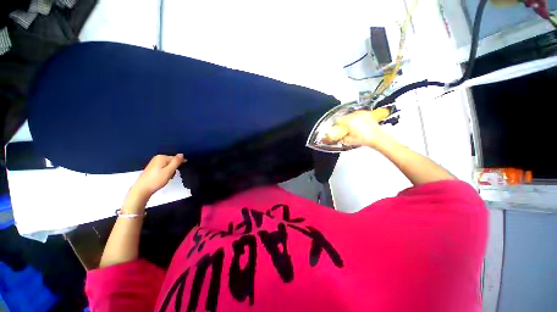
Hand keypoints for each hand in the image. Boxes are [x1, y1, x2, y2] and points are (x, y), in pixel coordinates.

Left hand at [130, 154, 185, 198]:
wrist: (142, 189)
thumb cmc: (157, 180)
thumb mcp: (169, 171)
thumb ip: (176, 162)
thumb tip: (182, 154)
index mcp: (162, 157)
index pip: (176, 158)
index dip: (180, 164)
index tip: (181, 171)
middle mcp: (157, 158)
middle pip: (172, 161)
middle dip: (174, 168)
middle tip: (172, 176)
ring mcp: (154, 163)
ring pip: (168, 165)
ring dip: (170, 171)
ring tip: (167, 177)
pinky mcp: (152, 168)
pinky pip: (163, 168)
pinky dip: (165, 172)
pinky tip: (163, 178)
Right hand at [334, 110, 387, 147]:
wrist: (376, 138)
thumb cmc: (364, 139)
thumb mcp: (349, 140)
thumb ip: (342, 137)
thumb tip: (340, 136)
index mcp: (348, 121)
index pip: (338, 119)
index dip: (337, 123)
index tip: (338, 126)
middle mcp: (354, 116)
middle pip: (345, 116)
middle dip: (344, 121)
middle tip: (346, 127)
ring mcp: (361, 114)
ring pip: (352, 114)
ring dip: (351, 119)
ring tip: (353, 125)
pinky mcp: (367, 114)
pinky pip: (359, 114)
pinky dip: (358, 117)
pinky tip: (359, 122)